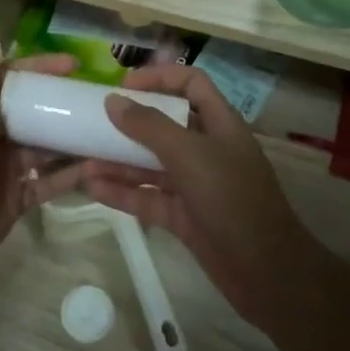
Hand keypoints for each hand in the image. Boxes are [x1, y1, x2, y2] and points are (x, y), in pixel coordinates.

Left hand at [0, 16, 86, 291]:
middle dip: (64, 103)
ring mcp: (8, 168)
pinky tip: (102, 167)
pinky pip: (51, 182)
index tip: (77, 64)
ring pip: (47, 147)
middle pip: (36, 111)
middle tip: (104, 99)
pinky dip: (73, 174)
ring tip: (111, 129)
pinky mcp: (19, 198)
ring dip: (74, 139)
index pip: (16, 77)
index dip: (43, 68)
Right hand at [80, 65, 330, 332]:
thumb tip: (113, 101)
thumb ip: (149, 126)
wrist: (268, 273)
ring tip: (82, 160)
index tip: (123, 85)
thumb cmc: (233, 199)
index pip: (191, 84)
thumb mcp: (190, 154)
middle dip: (129, 123)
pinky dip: (123, 192)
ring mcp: (195, 184)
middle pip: (165, 124)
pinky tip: (93, 189)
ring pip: (151, 164)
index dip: (160, 77)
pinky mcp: (185, 217)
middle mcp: (207, 149)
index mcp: (219, 124)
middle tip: (92, 122)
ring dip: (119, 161)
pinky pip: (149, 197)